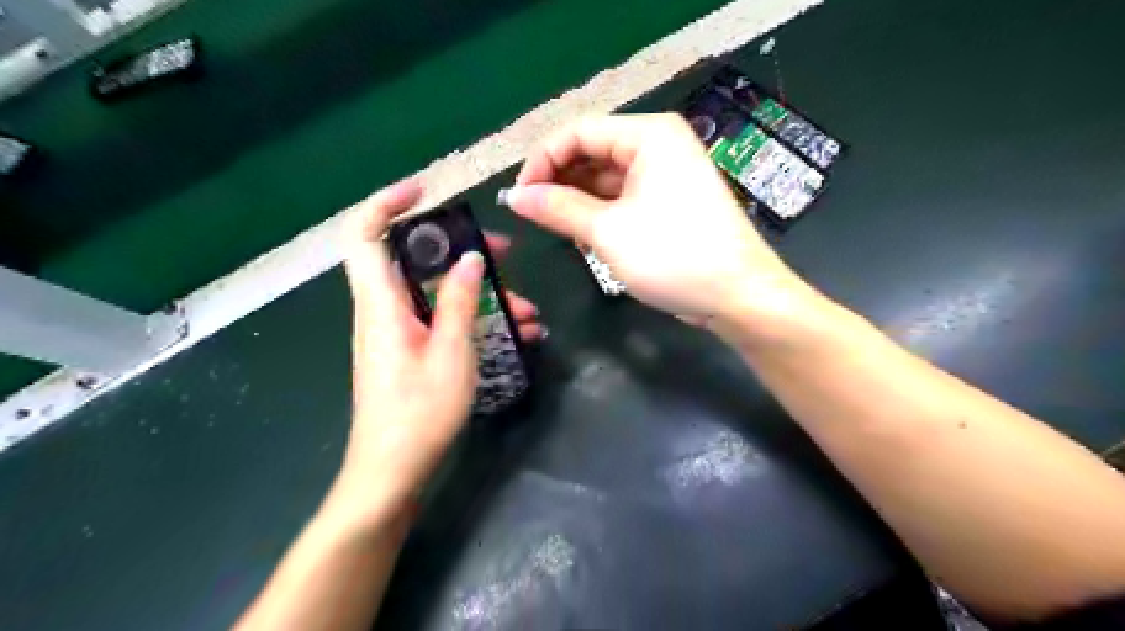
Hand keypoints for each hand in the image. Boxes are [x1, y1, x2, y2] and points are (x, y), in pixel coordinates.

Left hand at [339, 176, 539, 518]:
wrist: (391, 473)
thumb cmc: (419, 415)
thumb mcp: (450, 353)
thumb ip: (458, 301)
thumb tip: (469, 257)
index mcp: (382, 303)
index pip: (366, 235)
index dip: (387, 203)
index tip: (427, 190)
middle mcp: (384, 310)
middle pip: (414, 259)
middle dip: (460, 250)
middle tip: (504, 253)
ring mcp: (397, 332)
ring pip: (436, 292)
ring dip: (480, 294)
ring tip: (529, 310)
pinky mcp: (410, 351)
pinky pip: (442, 320)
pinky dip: (475, 319)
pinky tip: (518, 334)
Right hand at [503, 114, 808, 330]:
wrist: (737, 296)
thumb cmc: (673, 256)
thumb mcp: (607, 231)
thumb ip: (557, 208)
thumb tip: (514, 197)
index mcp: (648, 135)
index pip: (578, 132)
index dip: (542, 161)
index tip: (518, 197)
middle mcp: (658, 145)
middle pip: (592, 152)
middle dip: (560, 182)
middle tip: (533, 216)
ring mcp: (665, 174)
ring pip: (605, 178)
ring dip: (578, 201)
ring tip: (559, 230)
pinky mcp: (668, 202)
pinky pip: (622, 197)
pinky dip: (600, 214)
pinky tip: (586, 237)